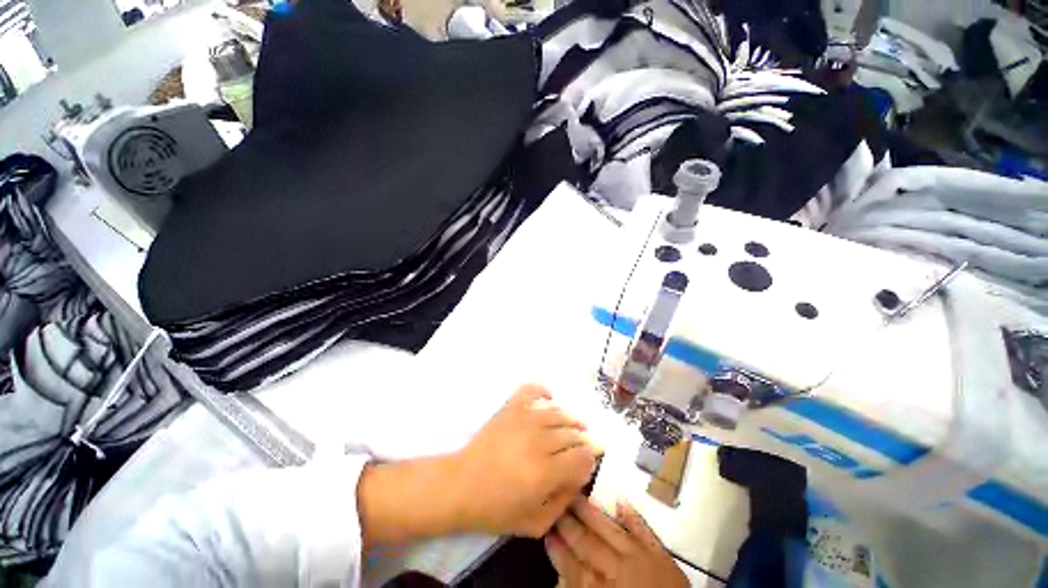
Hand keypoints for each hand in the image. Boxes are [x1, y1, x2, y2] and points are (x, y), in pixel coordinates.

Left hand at [453, 384, 597, 537]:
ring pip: (559, 414)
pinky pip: (532, 389)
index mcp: (545, 473)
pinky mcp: (511, 408)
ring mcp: (524, 419)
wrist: (460, 485)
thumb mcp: (536, 523)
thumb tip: (580, 476)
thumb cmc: (495, 509)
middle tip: (576, 450)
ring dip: (570, 421)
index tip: (583, 466)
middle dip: (581, 443)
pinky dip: (543, 391)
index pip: (583, 457)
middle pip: (573, 434)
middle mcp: (538, 441)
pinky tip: (548, 400)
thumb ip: (564, 501)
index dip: (589, 461)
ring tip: (570, 429)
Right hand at [545, 497, 688, 587]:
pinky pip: (645, 532)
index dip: (558, 548)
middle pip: (588, 543)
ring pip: (610, 531)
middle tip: (556, 503)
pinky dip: (633, 518)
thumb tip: (561, 578)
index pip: (572, 566)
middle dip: (570, 523)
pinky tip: (621, 501)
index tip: (546, 530)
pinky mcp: (662, 556)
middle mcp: (618, 569)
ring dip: (593, 514)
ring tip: (577, 496)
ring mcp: (641, 559)